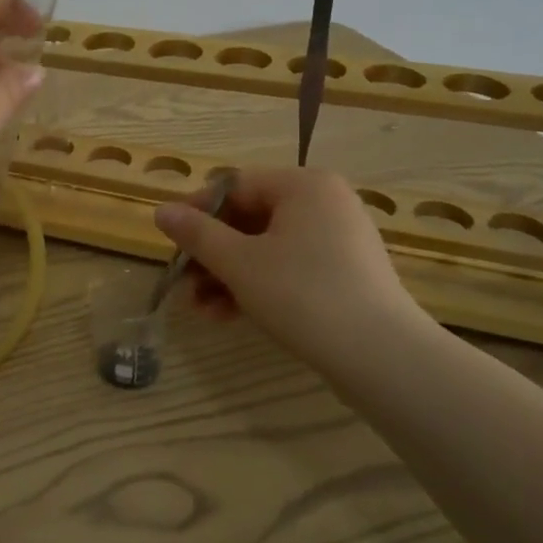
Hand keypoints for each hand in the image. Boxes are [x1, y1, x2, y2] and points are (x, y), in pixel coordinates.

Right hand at [154, 167, 435, 378]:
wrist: (381, 357)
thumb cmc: (303, 294)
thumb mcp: (239, 263)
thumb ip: (197, 234)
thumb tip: (161, 210)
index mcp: (304, 186)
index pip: (235, 185)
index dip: (196, 210)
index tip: (169, 239)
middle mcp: (325, 203)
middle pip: (249, 219)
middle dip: (211, 253)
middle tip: (182, 283)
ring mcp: (338, 240)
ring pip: (266, 248)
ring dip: (227, 275)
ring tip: (200, 309)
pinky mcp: (344, 274)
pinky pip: (288, 268)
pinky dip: (257, 286)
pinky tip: (228, 316)